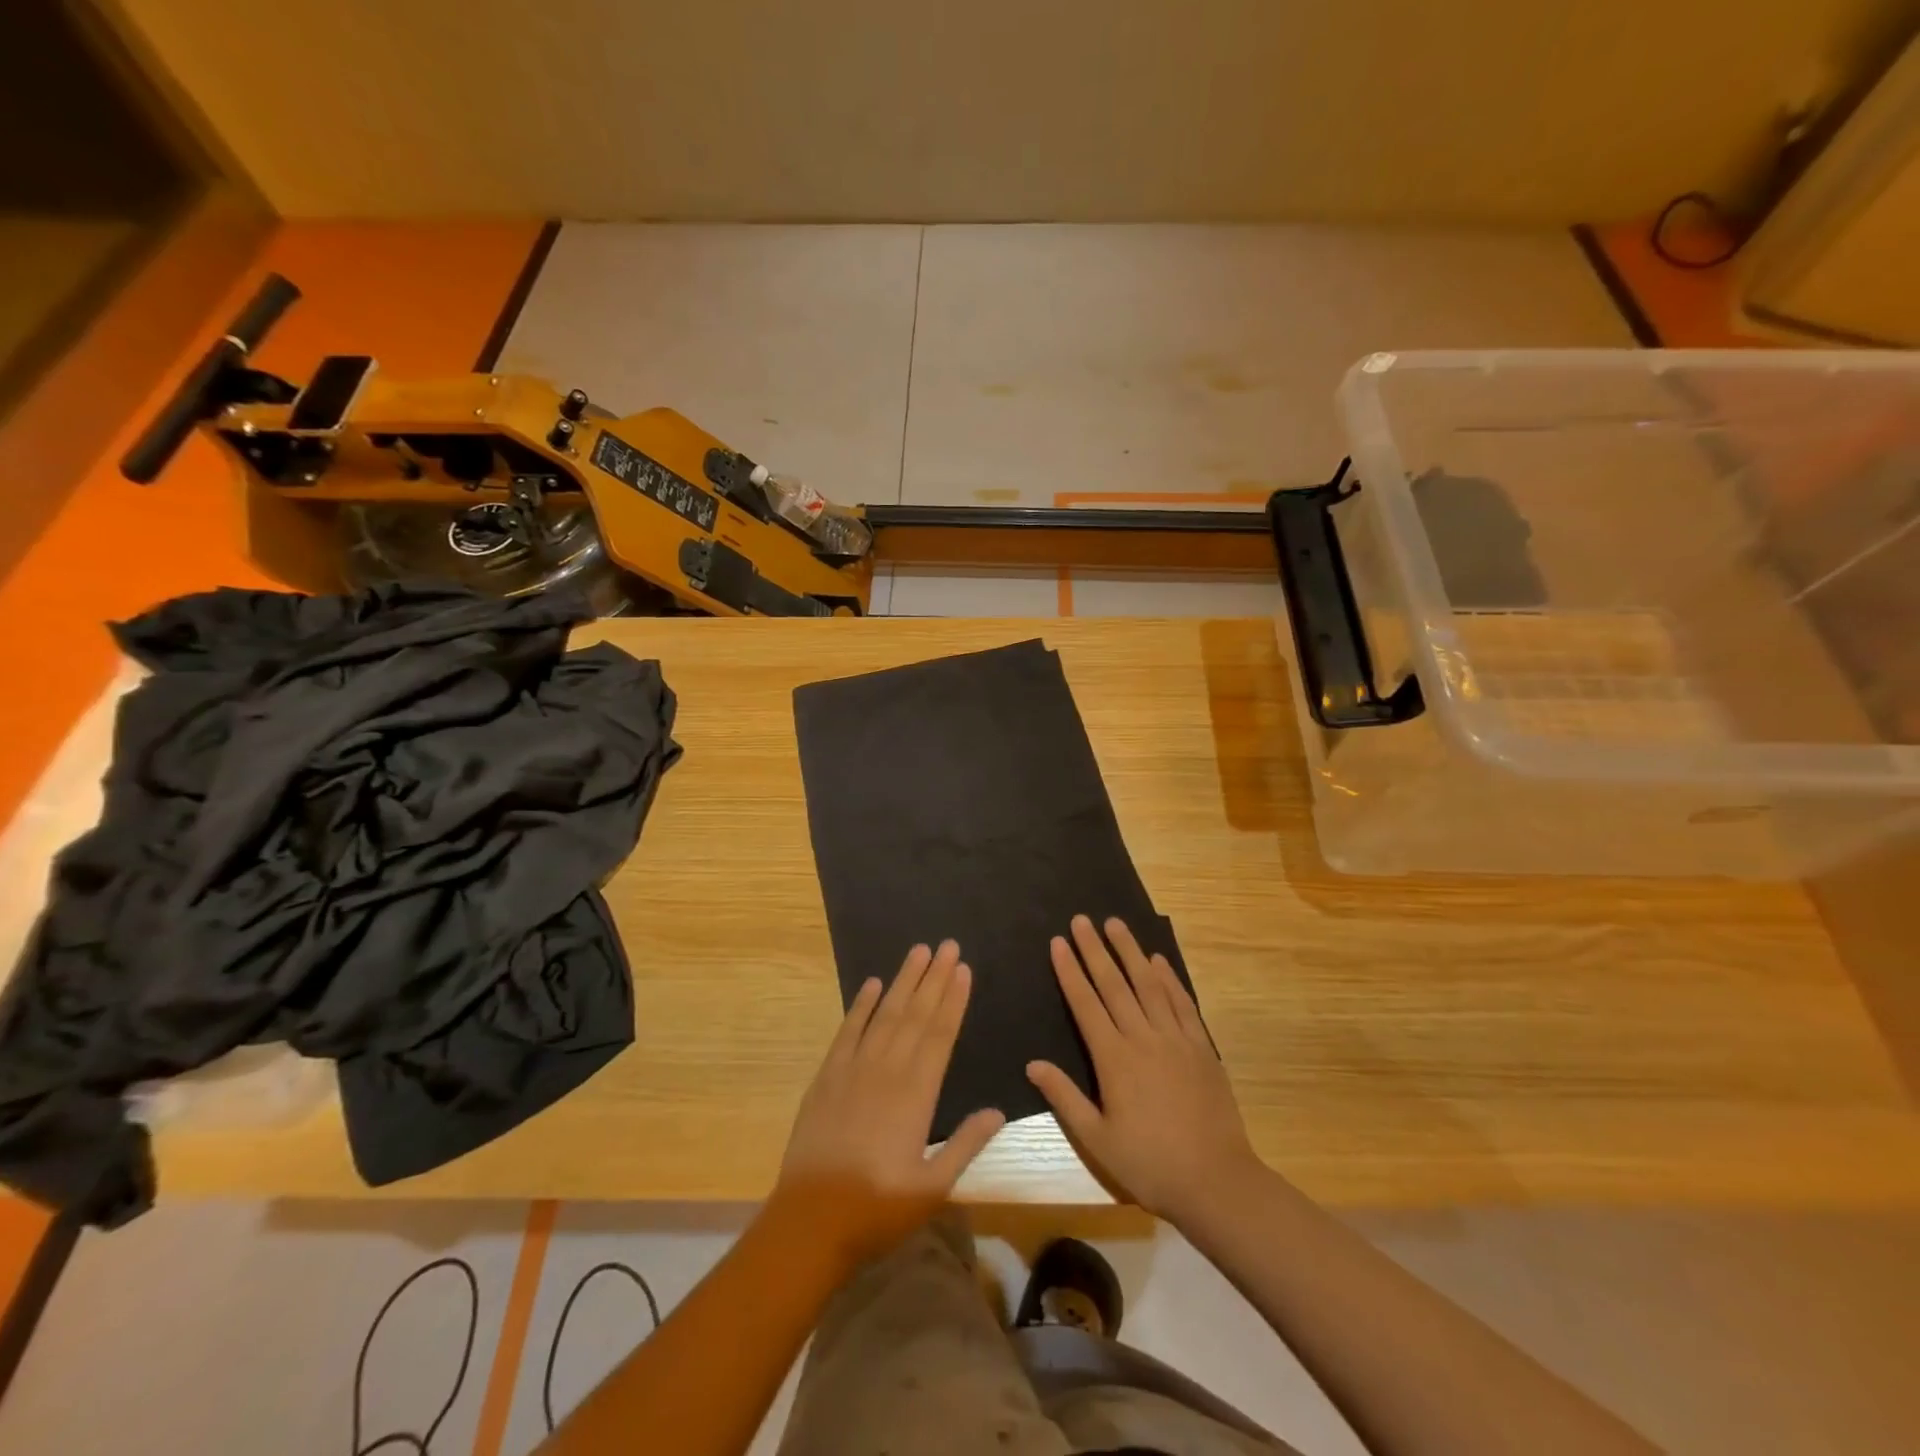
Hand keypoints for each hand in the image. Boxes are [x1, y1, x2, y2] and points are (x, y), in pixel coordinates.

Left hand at [774, 940, 1005, 1270]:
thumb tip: (998, 1110)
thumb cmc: (877, 1209)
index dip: (954, 1000)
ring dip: (903, 981)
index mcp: (917, 1094)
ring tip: (919, 951)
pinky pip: (848, 1031)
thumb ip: (966, 1144)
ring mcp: (854, 1069)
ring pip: (884, 1014)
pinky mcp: (827, 1076)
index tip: (964, 969)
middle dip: (934, 978)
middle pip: (915, 1014)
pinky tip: (871, 984)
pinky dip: (860, 1005)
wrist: (810, 1220)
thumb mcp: (932, 1187)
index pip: (940, 1035)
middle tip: (948, 945)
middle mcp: (887, 1070)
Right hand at [1027, 916, 1260, 1225]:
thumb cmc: (1149, 1164)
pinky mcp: (1202, 1048)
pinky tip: (1158, 961)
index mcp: (1114, 1059)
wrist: (1216, 1182)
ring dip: (1130, 952)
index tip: (1058, 942)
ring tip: (1115, 924)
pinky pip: (1182, 1003)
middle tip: (1082, 919)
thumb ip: (1065, 1097)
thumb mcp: (1097, 1140)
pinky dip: (1169, 979)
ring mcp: (1176, 1040)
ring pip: (1149, 985)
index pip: (1085, 1004)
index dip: (1070, 971)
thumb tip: (1032, 1064)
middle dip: (1095, 950)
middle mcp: (1143, 1038)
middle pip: (1115, 985)